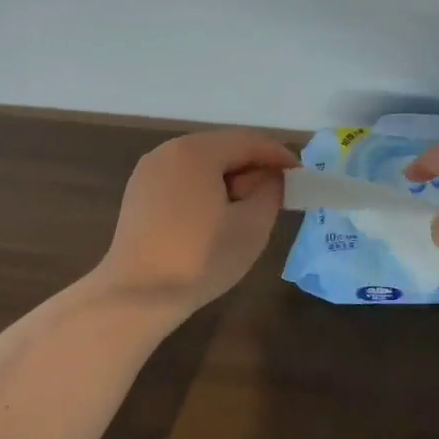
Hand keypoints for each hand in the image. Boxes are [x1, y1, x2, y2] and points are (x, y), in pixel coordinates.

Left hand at [92, 129, 299, 322]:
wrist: (136, 296)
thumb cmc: (199, 258)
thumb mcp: (252, 225)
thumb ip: (270, 191)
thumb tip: (269, 178)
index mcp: (196, 151)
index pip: (249, 141)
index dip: (279, 156)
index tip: (301, 176)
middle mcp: (168, 151)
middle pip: (222, 148)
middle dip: (252, 168)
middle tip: (276, 196)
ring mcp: (148, 171)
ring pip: (201, 164)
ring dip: (228, 180)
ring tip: (246, 210)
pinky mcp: (138, 193)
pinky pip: (181, 179)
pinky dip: (204, 189)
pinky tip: (213, 218)